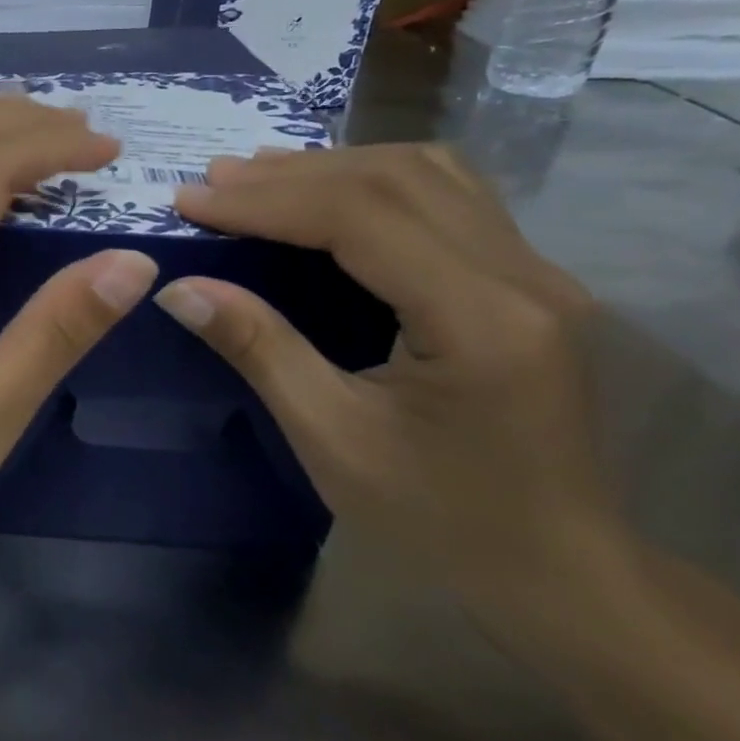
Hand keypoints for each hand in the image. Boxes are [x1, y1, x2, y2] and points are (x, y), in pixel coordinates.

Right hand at [156, 145, 619, 612]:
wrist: (561, 574)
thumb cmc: (439, 520)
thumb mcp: (331, 438)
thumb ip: (258, 348)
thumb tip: (178, 287)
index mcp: (481, 321)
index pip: (360, 218)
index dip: (266, 201)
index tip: (192, 200)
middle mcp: (526, 278)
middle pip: (395, 180)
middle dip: (290, 176)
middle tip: (212, 182)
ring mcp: (540, 274)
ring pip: (429, 174)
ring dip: (335, 166)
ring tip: (258, 176)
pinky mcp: (531, 282)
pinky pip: (449, 197)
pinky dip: (375, 181)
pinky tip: (330, 194)